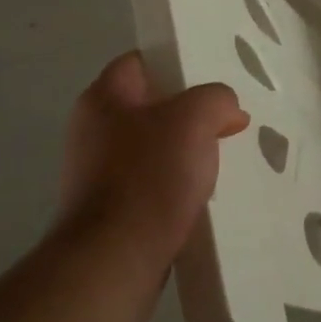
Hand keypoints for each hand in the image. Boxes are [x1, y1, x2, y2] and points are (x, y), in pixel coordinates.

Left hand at [58, 52, 248, 265]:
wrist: (115, 260)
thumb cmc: (150, 176)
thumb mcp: (196, 118)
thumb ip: (217, 99)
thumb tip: (227, 112)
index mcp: (103, 98)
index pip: (141, 61)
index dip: (177, 62)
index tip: (212, 76)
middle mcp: (93, 130)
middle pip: (152, 105)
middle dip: (191, 112)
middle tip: (227, 119)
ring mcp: (98, 173)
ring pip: (156, 146)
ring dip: (187, 151)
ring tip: (222, 158)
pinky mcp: (111, 210)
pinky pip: (153, 183)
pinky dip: (178, 184)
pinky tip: (203, 194)